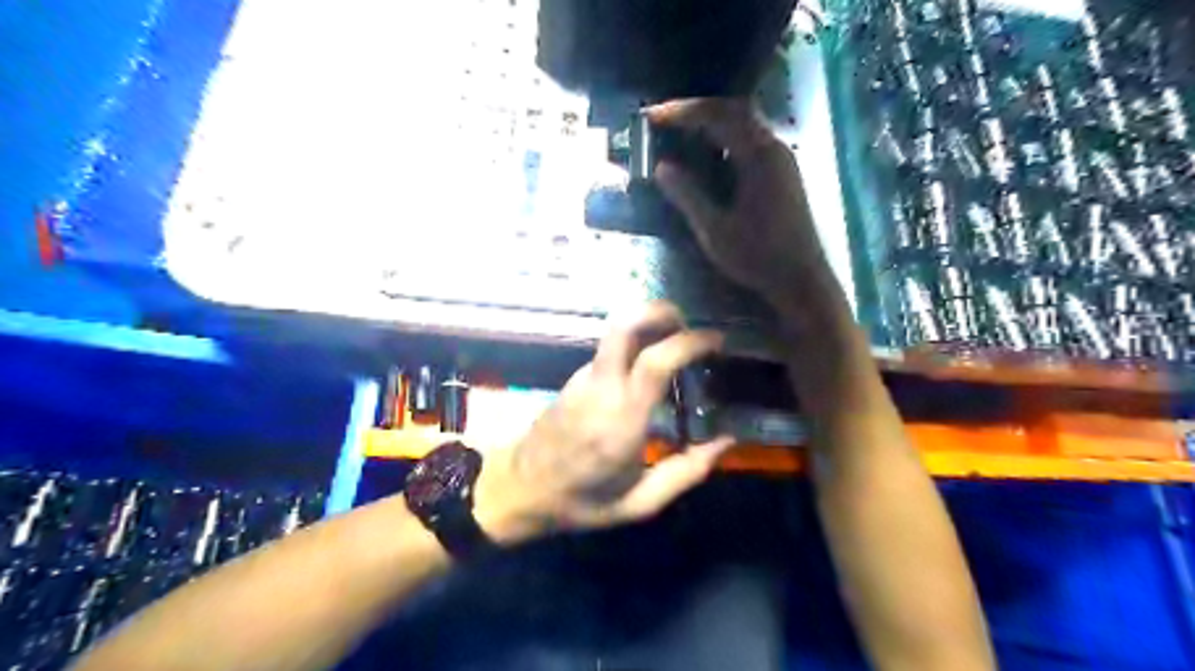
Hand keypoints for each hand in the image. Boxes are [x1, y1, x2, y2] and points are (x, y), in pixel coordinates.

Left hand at [472, 303, 733, 544]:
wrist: (520, 490)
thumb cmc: (582, 500)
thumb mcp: (640, 502)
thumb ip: (687, 472)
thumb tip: (726, 441)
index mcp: (623, 419)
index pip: (655, 361)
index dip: (689, 342)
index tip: (716, 341)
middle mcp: (601, 387)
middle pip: (624, 326)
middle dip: (659, 312)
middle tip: (687, 324)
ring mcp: (583, 378)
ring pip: (615, 334)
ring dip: (647, 327)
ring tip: (675, 344)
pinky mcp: (574, 378)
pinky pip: (609, 350)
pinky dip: (634, 345)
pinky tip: (648, 368)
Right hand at [645, 94, 839, 308]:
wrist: (801, 279)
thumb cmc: (757, 257)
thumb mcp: (714, 230)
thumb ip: (687, 195)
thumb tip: (661, 167)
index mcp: (759, 156)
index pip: (717, 115)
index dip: (681, 112)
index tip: (651, 117)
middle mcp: (774, 148)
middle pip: (733, 111)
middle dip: (695, 111)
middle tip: (663, 121)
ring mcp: (781, 159)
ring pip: (744, 124)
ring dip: (711, 123)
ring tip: (680, 134)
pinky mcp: (782, 172)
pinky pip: (751, 141)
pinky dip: (725, 139)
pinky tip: (707, 156)